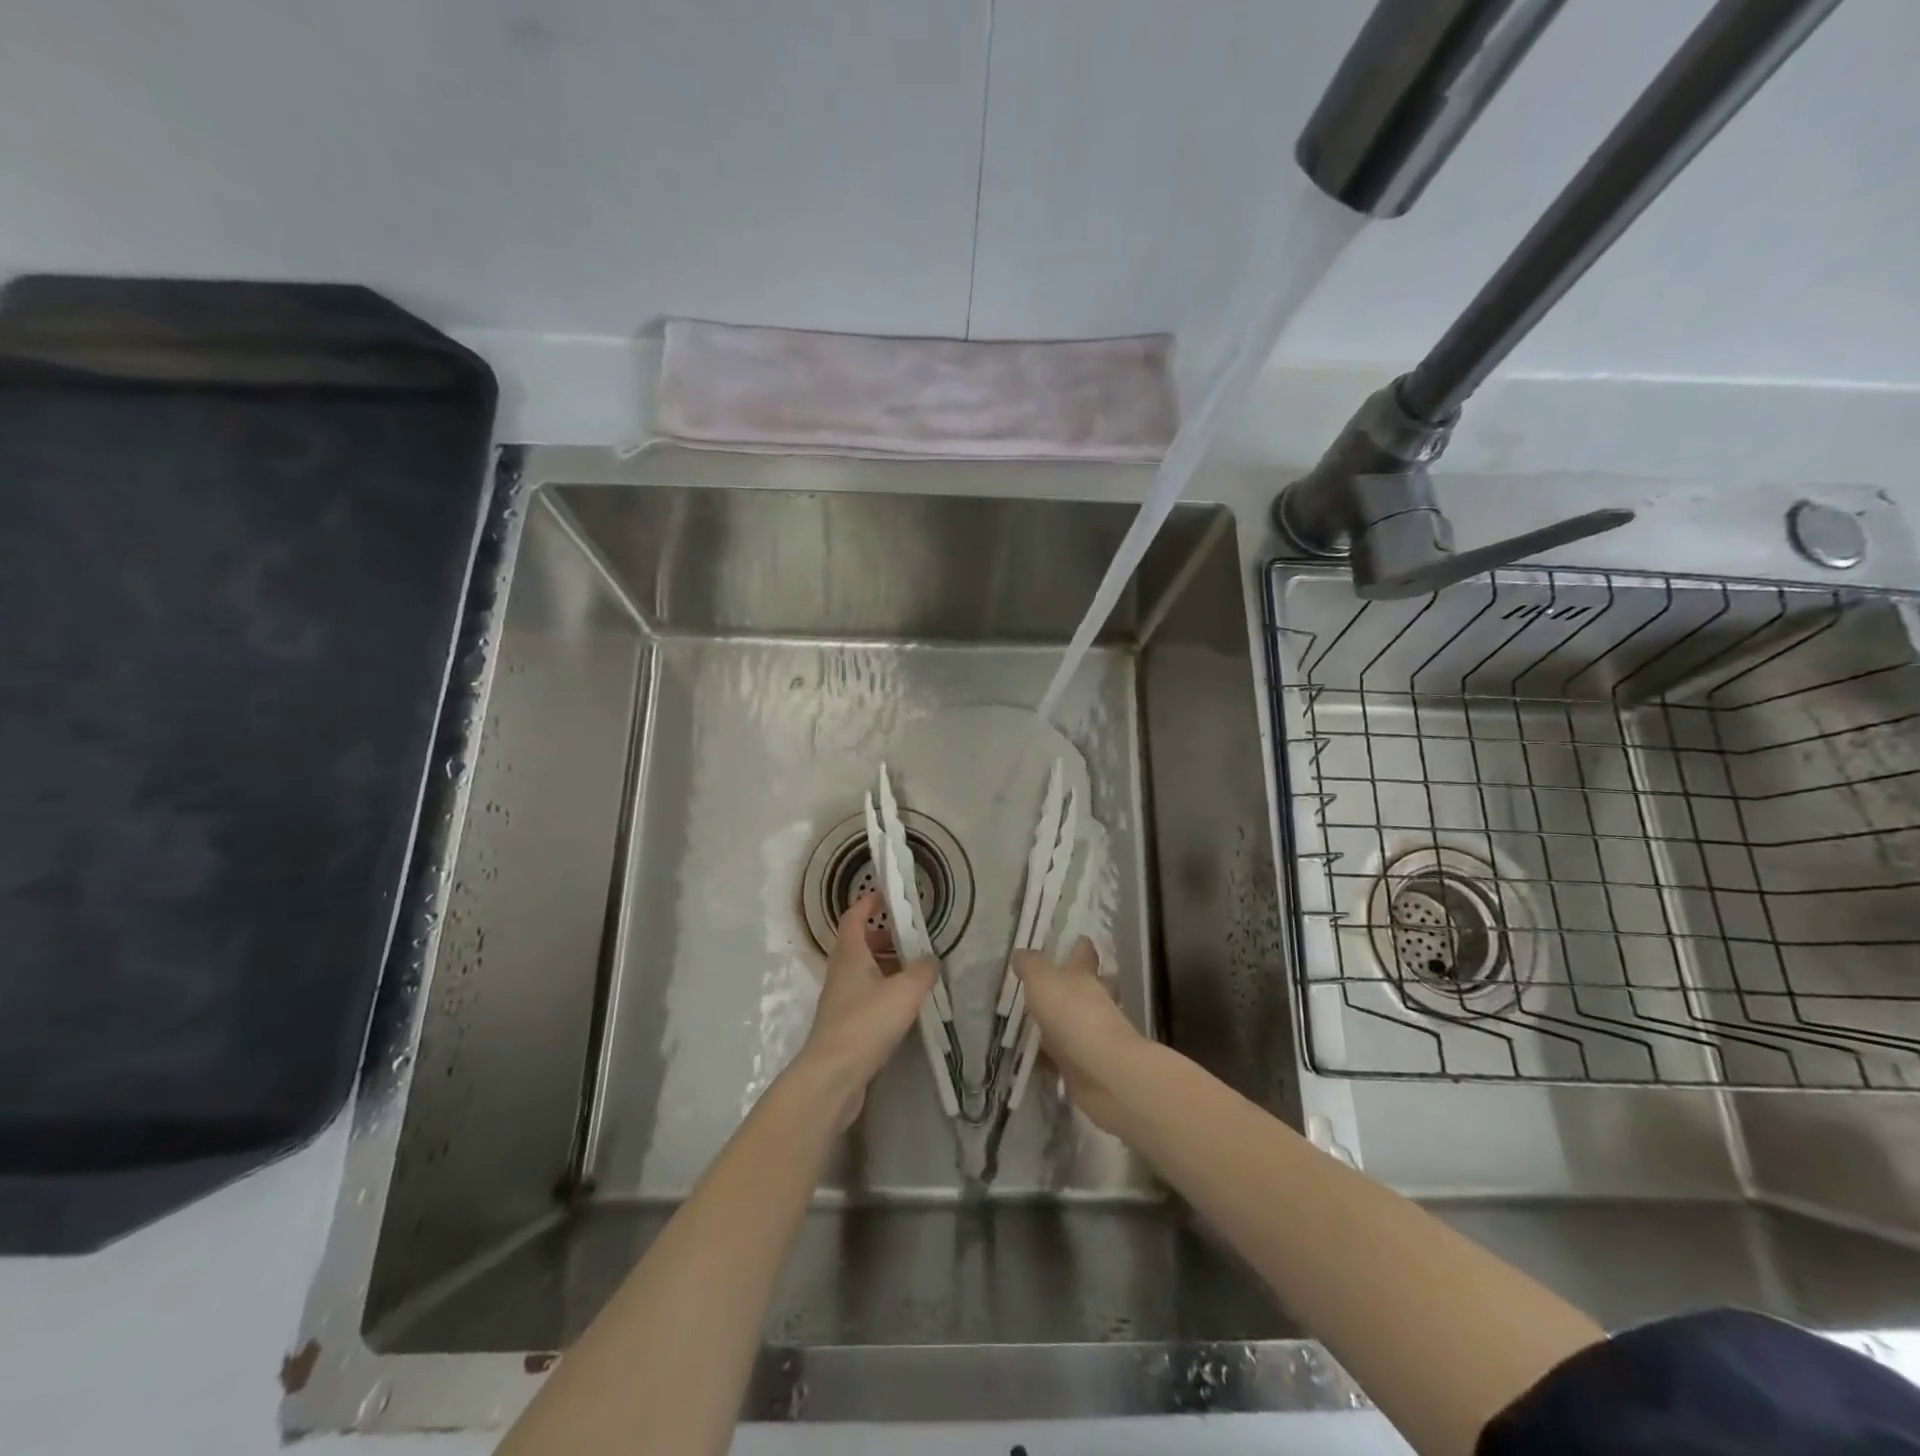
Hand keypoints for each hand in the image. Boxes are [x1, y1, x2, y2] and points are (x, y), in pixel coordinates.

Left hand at [794, 890, 937, 1129]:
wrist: (832, 1076)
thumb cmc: (866, 1022)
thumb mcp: (905, 991)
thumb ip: (922, 971)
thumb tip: (930, 960)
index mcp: (850, 954)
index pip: (854, 917)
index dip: (868, 903)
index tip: (885, 894)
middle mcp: (841, 972)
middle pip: (859, 944)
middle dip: (882, 936)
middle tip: (910, 936)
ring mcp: (840, 1000)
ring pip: (863, 972)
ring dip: (885, 965)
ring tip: (914, 970)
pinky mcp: (844, 1026)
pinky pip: (866, 996)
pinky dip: (883, 991)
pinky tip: (904, 1005)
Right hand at [1012, 938, 1147, 1132]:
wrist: (1104, 1074)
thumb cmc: (1074, 1016)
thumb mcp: (1043, 981)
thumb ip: (1031, 966)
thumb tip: (1021, 953)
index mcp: (1085, 977)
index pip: (1084, 954)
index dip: (1080, 946)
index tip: (1077, 938)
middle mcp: (1093, 1003)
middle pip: (1085, 988)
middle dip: (1071, 986)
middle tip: (1046, 984)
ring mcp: (1092, 1037)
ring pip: (1073, 1023)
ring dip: (1058, 1024)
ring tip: (1030, 1023)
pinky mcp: (1086, 1067)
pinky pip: (1064, 1058)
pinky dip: (1051, 1058)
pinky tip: (1033, 1060)